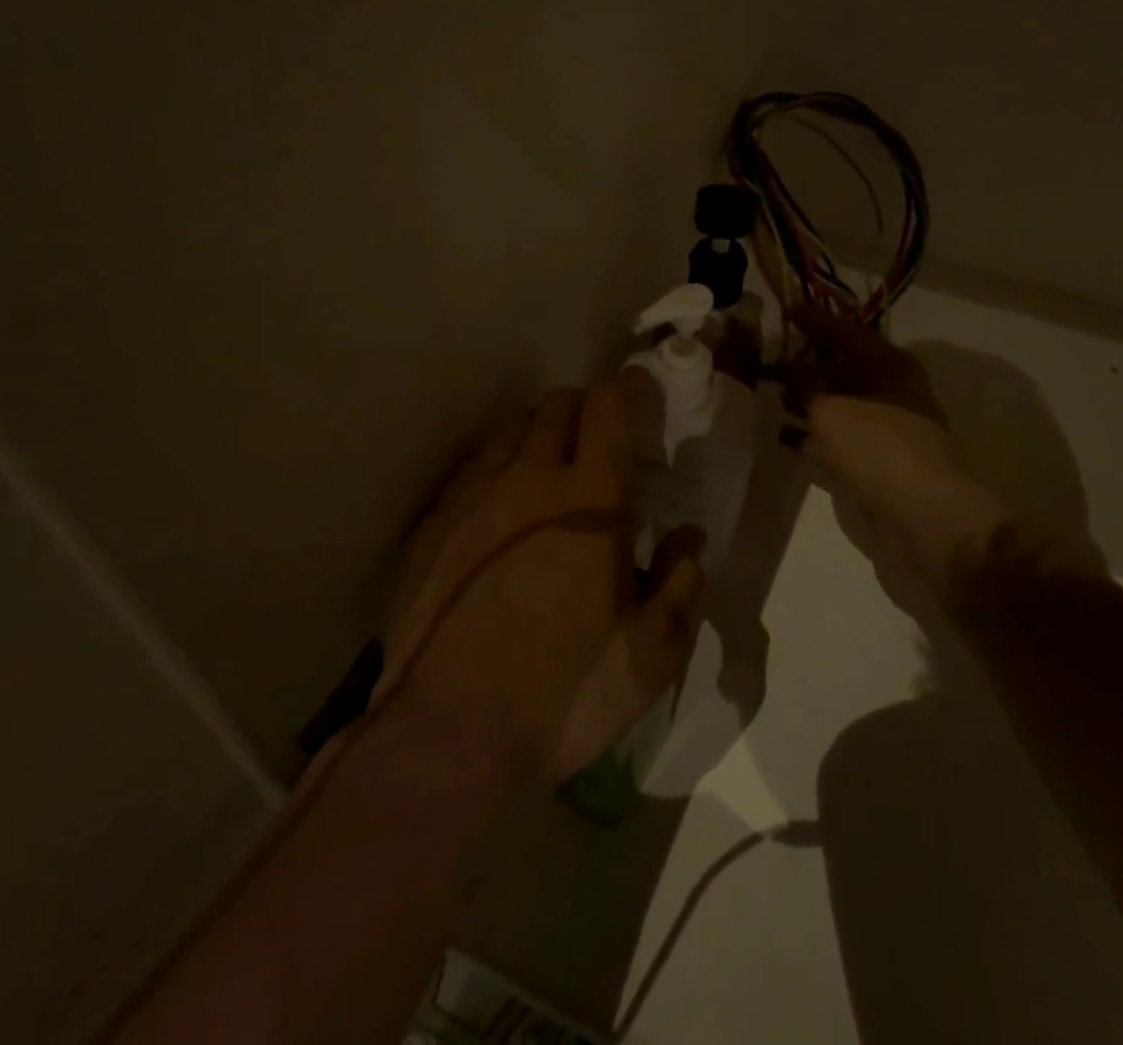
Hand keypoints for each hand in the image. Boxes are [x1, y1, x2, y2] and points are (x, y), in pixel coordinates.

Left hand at [373, 375, 704, 784]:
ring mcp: (473, 496)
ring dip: (539, 430)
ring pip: (510, 426)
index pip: (609, 406)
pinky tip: (503, 507)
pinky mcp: (435, 522)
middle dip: (586, 408)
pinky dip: (499, 465)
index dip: (629, 387)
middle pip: (557, 404)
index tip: (641, 391)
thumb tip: (687, 540)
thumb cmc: (561, 693)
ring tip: (552, 468)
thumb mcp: (649, 657)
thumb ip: (679, 586)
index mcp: (590, 500)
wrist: (446, 735)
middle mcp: (528, 479)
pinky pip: (473, 466)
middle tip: (602, 443)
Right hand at [782, 310, 1102, 626]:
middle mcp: (891, 389)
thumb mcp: (828, 409)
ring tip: (770, 394)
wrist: (924, 514)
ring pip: (840, 403)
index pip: (844, 331)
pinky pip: (840, 437)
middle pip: (842, 366)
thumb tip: (786, 374)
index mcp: (888, 364)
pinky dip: (815, 434)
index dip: (813, 320)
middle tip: (769, 356)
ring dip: (808, 399)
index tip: (785, 309)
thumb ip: (802, 388)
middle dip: (806, 362)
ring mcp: (887, 426)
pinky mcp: (880, 460)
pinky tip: (785, 437)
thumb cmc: (877, 447)